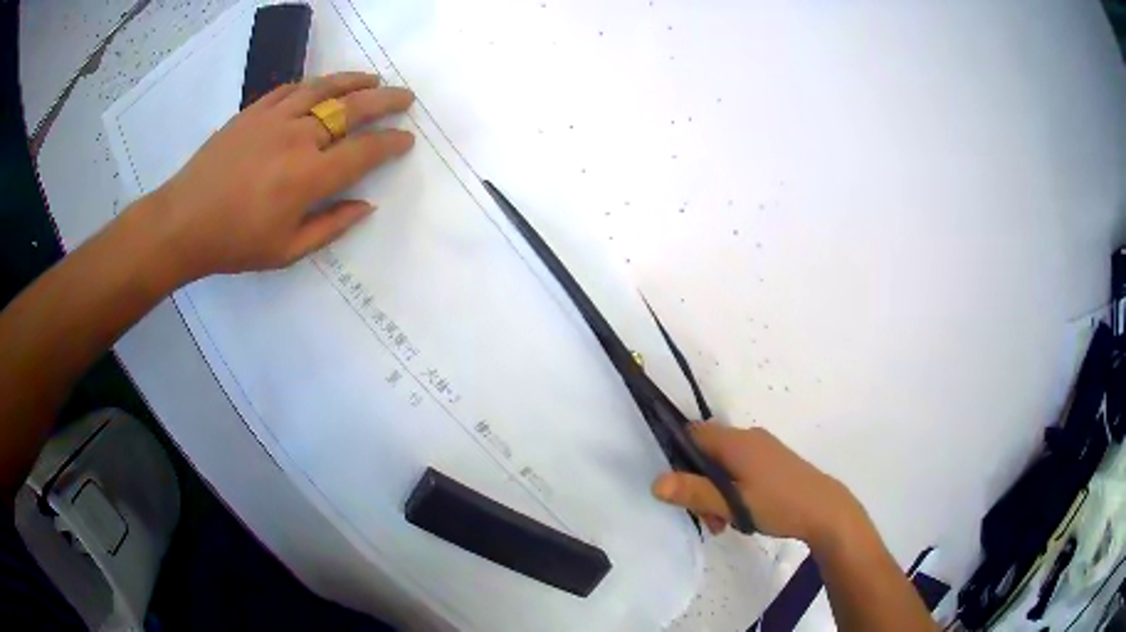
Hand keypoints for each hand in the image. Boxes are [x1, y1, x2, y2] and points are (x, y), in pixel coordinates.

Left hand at [137, 72, 414, 283]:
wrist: (184, 222)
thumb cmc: (235, 243)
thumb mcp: (287, 250)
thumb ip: (331, 227)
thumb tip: (366, 206)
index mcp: (308, 177)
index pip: (364, 152)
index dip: (391, 144)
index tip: (406, 139)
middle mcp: (298, 138)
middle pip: (352, 109)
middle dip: (386, 101)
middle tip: (406, 97)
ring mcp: (274, 118)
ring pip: (324, 89)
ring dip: (354, 81)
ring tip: (373, 79)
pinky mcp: (254, 111)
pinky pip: (291, 88)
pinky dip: (314, 84)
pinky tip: (324, 85)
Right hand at [652, 424, 863, 545]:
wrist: (825, 510)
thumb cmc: (778, 504)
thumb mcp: (732, 503)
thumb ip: (694, 492)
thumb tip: (655, 482)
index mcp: (736, 441)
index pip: (693, 433)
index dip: (678, 456)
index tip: (680, 489)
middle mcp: (748, 437)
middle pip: (707, 453)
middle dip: (699, 485)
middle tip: (708, 518)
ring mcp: (763, 448)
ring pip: (724, 465)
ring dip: (716, 492)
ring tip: (724, 524)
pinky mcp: (773, 462)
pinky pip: (741, 469)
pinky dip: (733, 490)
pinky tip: (741, 515)